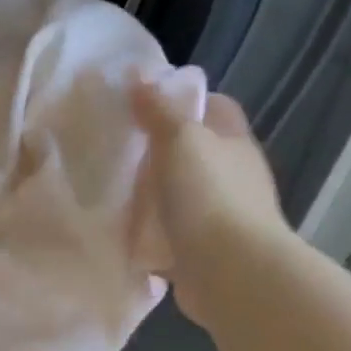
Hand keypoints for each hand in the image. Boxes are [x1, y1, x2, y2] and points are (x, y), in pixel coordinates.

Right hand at [132, 80, 291, 328]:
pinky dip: (153, 237)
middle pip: (198, 154)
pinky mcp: (206, 254)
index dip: (184, 101)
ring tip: (115, 195)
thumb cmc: (208, 197)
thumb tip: (139, 77)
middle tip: (119, 152)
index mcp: (234, 144)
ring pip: (185, 197)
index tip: (144, 106)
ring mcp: (223, 219)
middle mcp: (235, 178)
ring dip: (157, 197)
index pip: (215, 107)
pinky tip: (125, 236)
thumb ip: (158, 110)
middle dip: (163, 152)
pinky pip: (174, 238)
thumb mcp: (180, 141)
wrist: (231, 273)